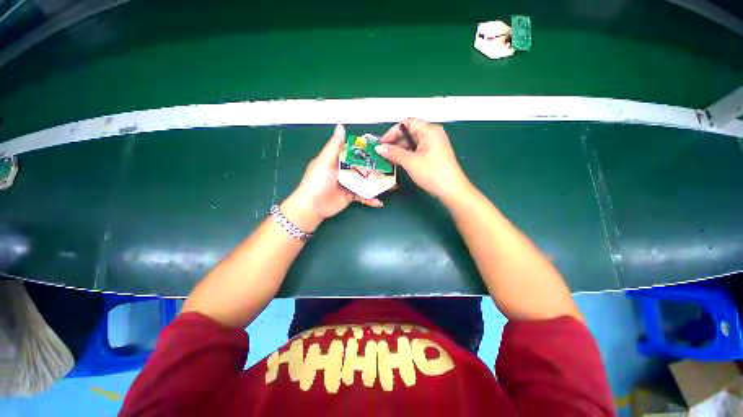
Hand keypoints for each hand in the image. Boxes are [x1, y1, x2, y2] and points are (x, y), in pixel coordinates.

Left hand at [281, 124, 382, 231]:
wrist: (312, 207)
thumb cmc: (316, 182)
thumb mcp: (324, 162)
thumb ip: (334, 146)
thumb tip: (341, 125)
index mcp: (338, 159)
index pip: (356, 152)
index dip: (368, 150)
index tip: (383, 148)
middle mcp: (345, 170)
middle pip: (364, 167)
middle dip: (377, 167)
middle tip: (392, 167)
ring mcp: (349, 184)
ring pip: (366, 181)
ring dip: (377, 183)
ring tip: (392, 184)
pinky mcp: (351, 196)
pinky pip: (364, 196)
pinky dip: (371, 199)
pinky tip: (379, 202)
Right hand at [376, 118, 470, 203]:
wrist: (451, 190)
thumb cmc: (432, 173)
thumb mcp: (410, 162)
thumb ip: (393, 153)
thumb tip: (379, 148)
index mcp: (429, 130)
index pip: (406, 123)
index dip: (392, 132)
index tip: (381, 144)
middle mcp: (432, 134)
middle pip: (409, 132)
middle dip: (395, 142)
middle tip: (383, 153)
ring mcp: (433, 145)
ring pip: (412, 142)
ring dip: (399, 149)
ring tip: (388, 159)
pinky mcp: (433, 154)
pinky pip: (416, 150)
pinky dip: (407, 154)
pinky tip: (398, 162)